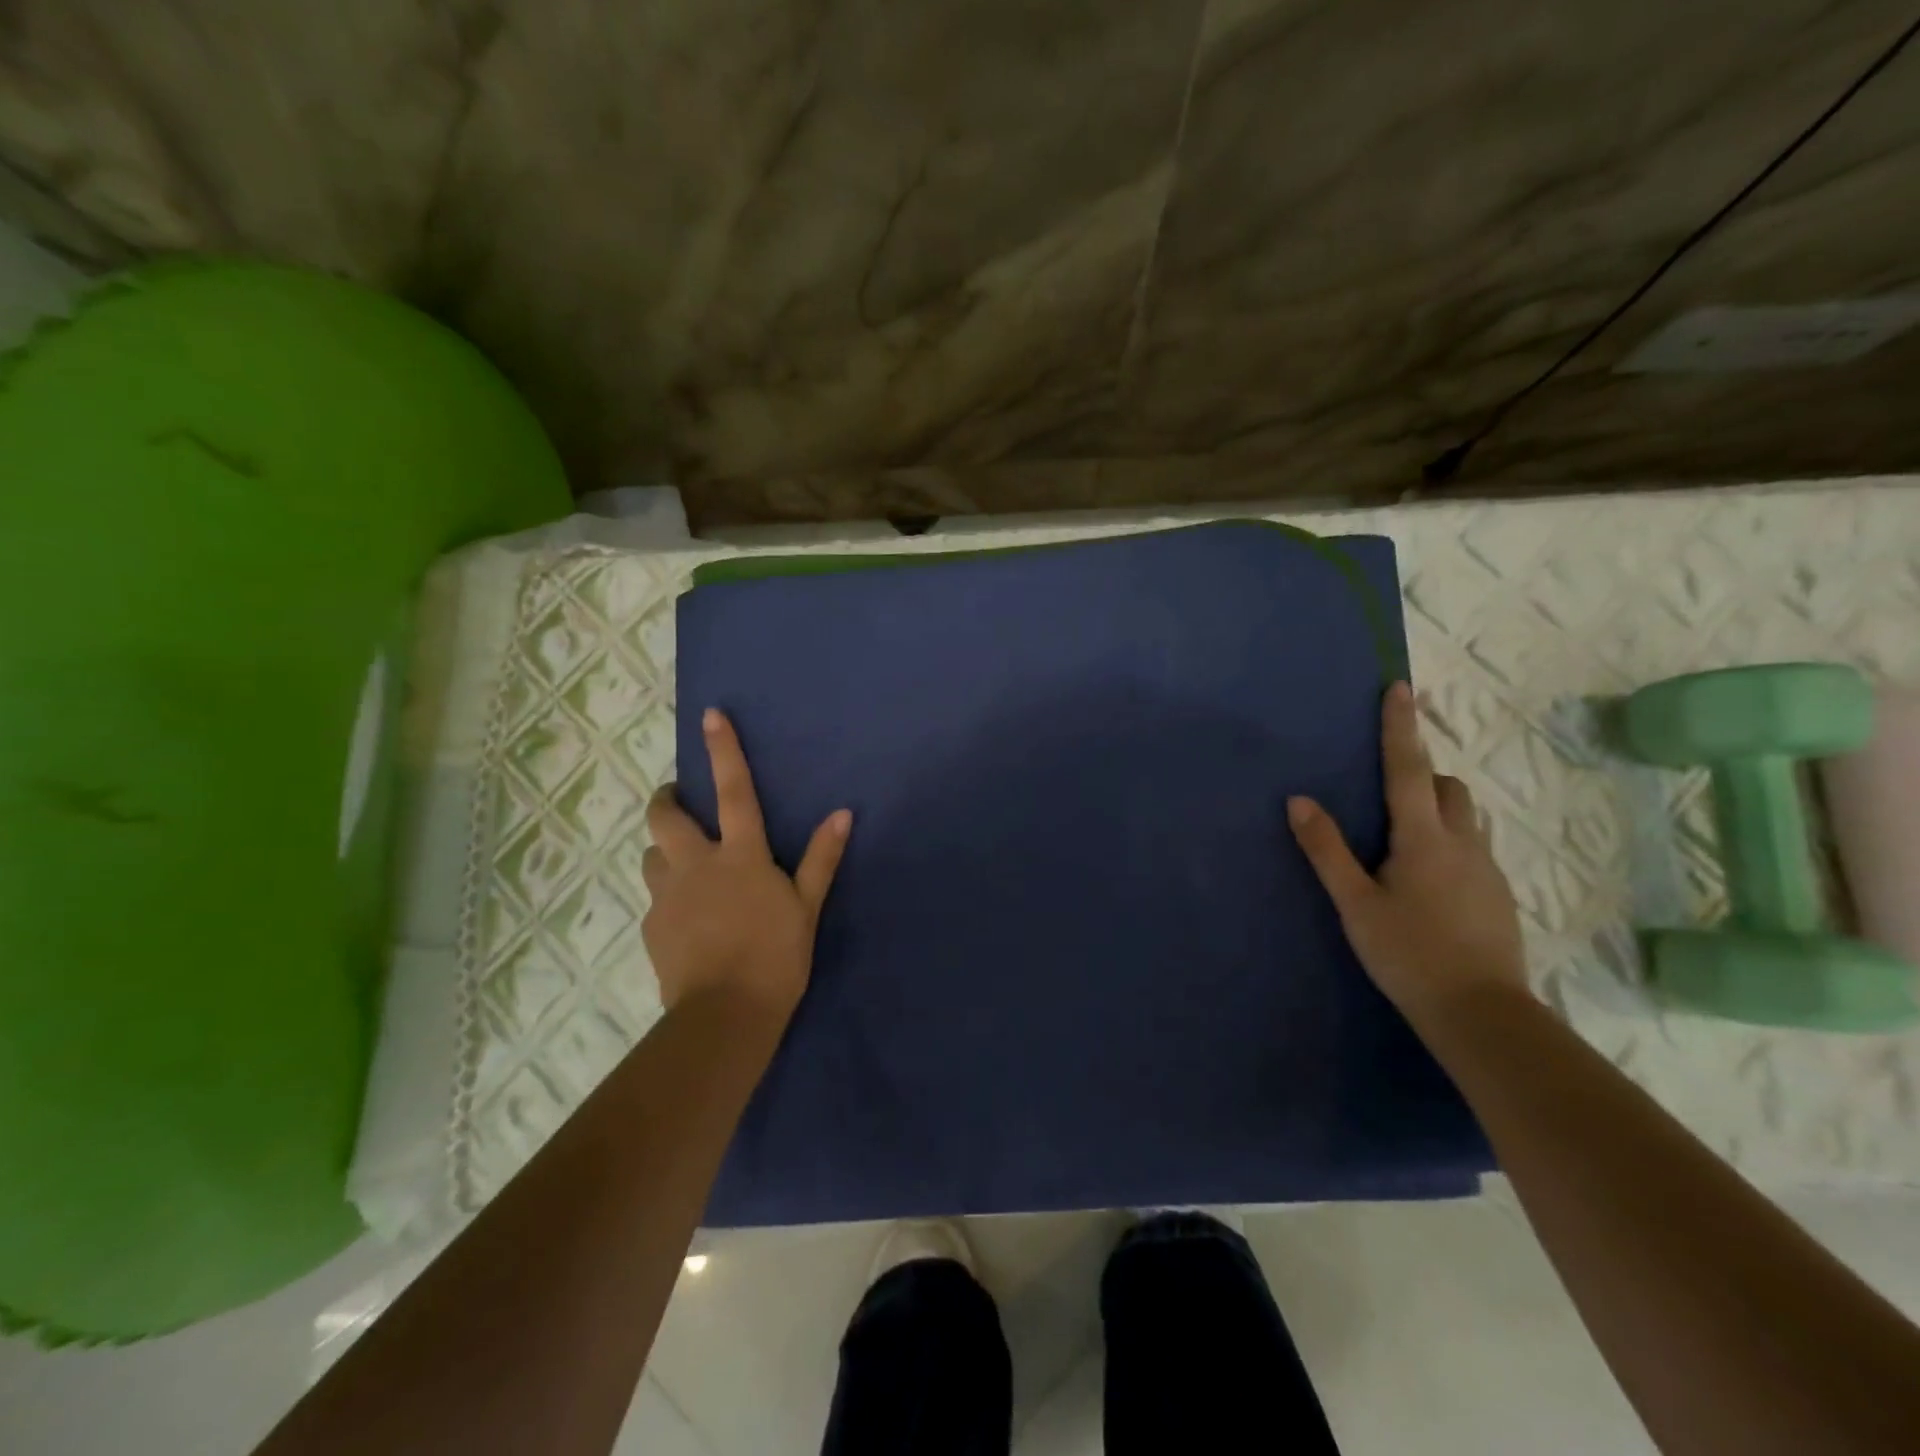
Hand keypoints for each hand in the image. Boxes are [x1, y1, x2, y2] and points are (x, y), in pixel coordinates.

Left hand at [642, 708, 851, 1024]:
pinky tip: (687, 918)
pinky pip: (654, 898)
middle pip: (666, 817)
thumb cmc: (776, 957)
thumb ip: (821, 858)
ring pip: (652, 855)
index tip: (710, 715)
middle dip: (667, 799)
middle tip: (677, 799)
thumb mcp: (806, 907)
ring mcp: (667, 896)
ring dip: (665, 850)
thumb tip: (843, 813)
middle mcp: (696, 865)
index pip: (735, 791)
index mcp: (740, 856)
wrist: (725, 1016)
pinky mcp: (652, 927)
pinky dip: (668, 894)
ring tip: (684, 865)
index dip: (723, 750)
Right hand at [1287, 681, 1526, 1022]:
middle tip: (1387, 791)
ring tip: (1404, 837)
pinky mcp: (1499, 894)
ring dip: (1437, 808)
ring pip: (1464, 817)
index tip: (1399, 688)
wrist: (1481, 1013)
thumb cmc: (1407, 953)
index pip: (1408, 769)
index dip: (1400, 728)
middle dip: (1420, 774)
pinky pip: (1472, 848)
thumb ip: (1326, 850)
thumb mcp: (1355, 903)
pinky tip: (1428, 880)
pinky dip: (1449, 842)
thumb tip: (1298, 800)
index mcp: (1423, 838)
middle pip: (1446, 788)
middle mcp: (1462, 843)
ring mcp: (1487, 869)